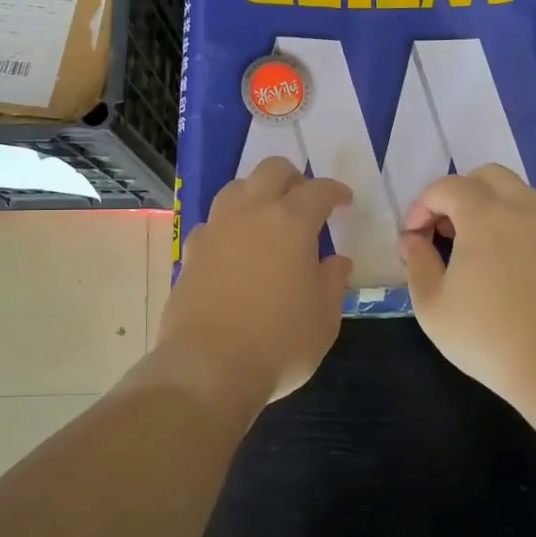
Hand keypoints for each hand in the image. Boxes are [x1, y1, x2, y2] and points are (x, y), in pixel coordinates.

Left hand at [156, 159, 352, 410]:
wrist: (208, 366)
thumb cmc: (279, 342)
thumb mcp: (324, 317)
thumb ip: (333, 282)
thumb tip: (336, 262)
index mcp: (291, 222)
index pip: (318, 190)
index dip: (335, 192)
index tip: (344, 201)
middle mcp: (251, 213)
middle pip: (272, 170)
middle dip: (293, 177)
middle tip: (304, 199)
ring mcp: (216, 229)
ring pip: (236, 188)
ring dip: (257, 193)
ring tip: (268, 217)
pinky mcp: (190, 251)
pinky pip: (213, 223)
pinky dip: (229, 226)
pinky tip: (235, 249)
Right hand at [400, 165, 535, 408]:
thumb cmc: (487, 335)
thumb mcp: (432, 305)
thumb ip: (417, 263)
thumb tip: (413, 241)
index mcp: (485, 214)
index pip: (446, 187)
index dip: (421, 206)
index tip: (412, 239)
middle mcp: (522, 210)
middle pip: (488, 176)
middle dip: (458, 194)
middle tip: (442, 230)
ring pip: (518, 193)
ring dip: (490, 206)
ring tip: (473, 245)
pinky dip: (519, 227)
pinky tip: (510, 260)